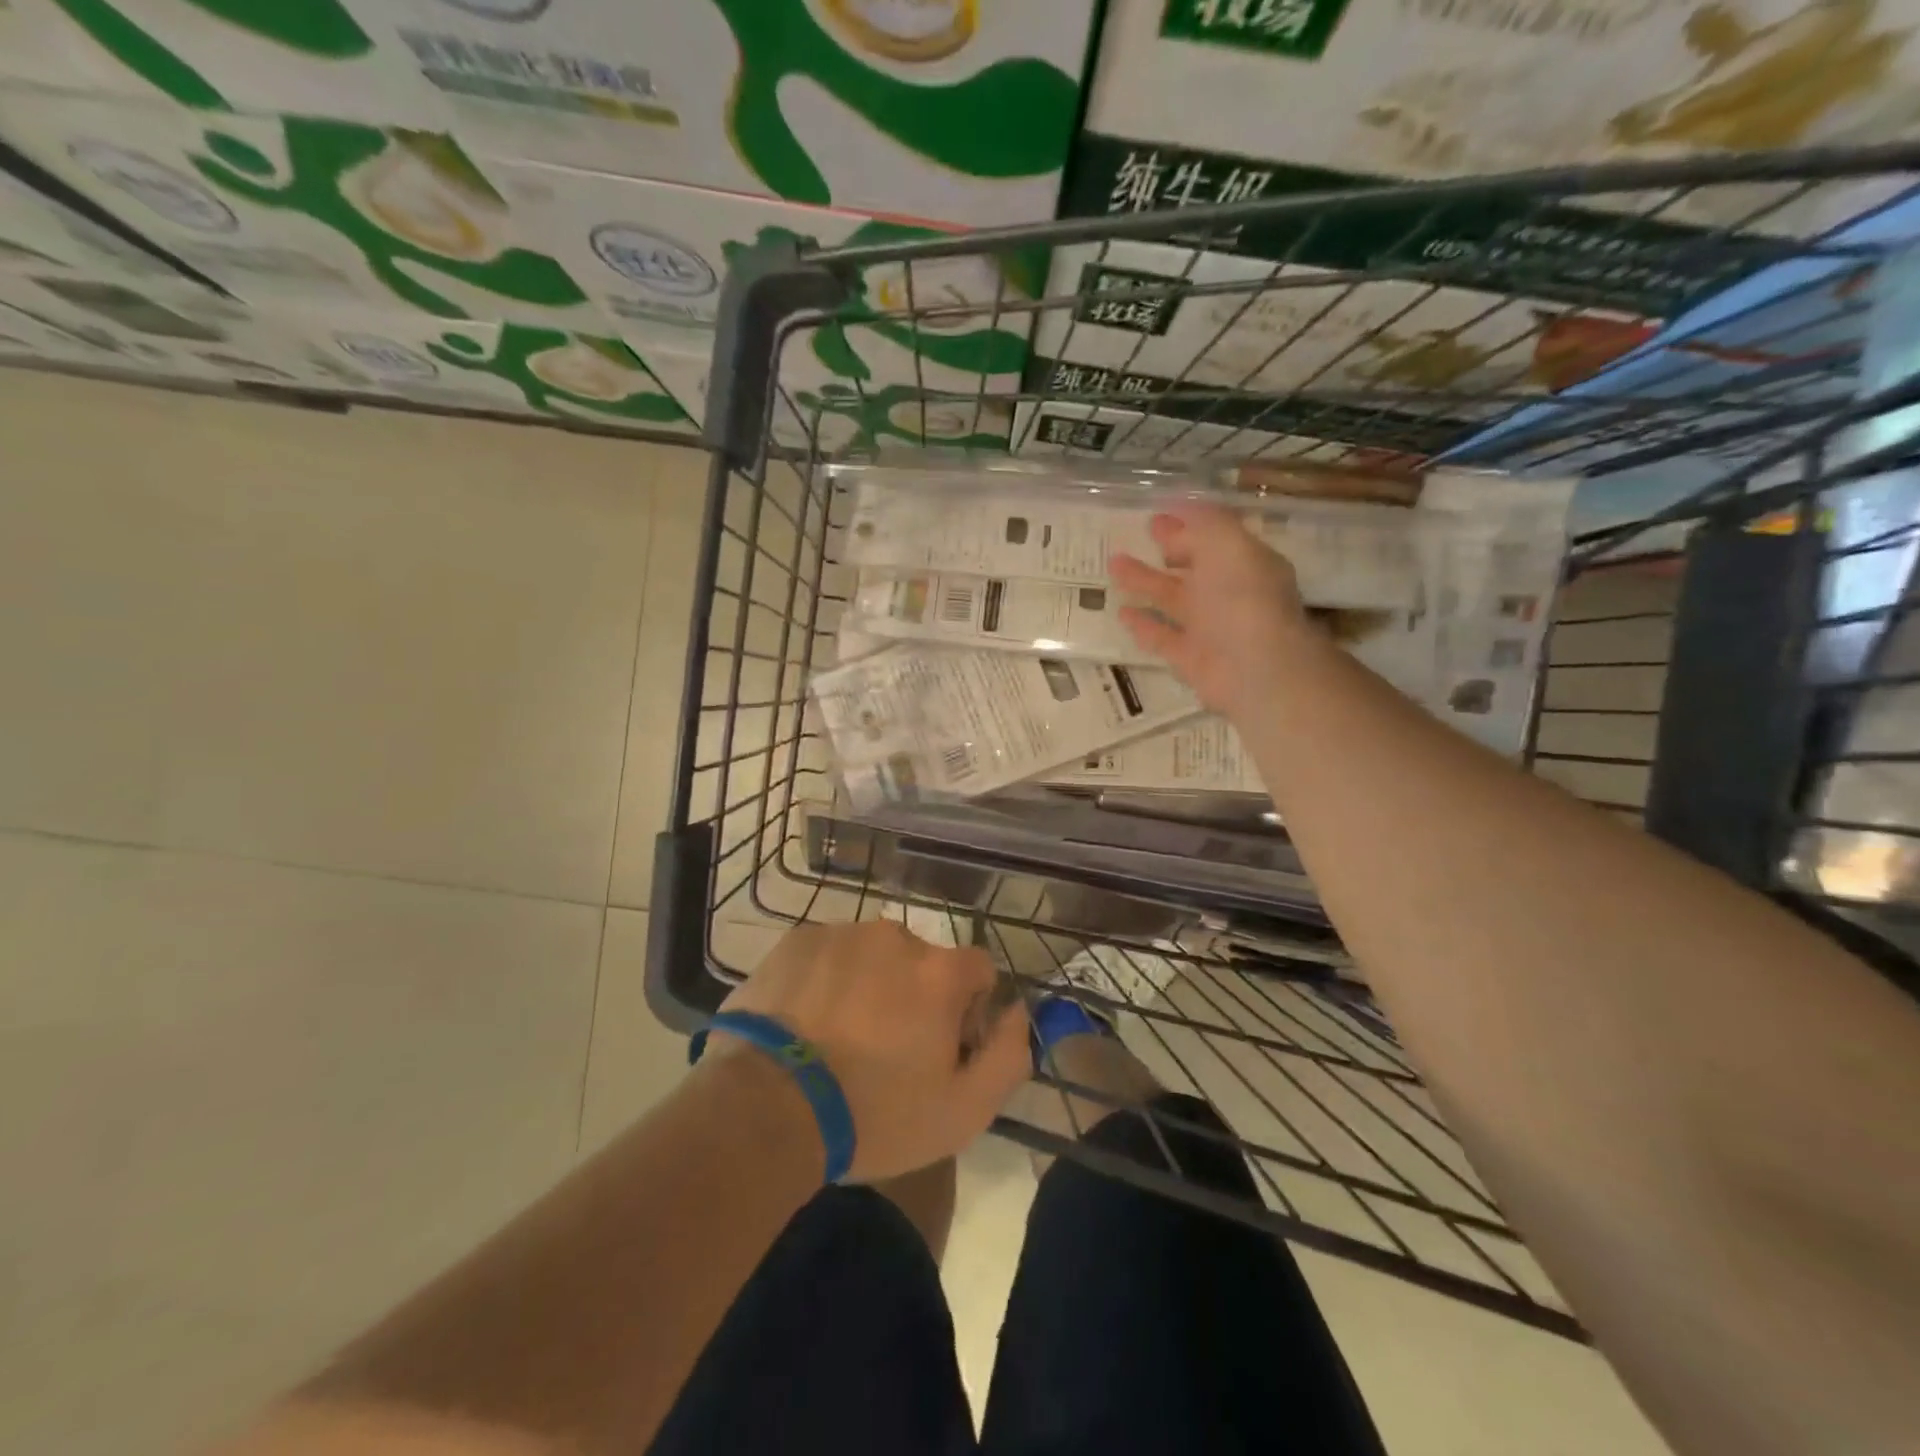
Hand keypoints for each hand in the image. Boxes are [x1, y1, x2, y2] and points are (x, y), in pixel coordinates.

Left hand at [709, 921, 1029, 1181]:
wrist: (767, 1107)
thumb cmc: (874, 1114)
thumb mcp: (963, 1111)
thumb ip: (1008, 1054)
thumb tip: (1016, 1012)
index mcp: (939, 971)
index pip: (978, 970)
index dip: (969, 1009)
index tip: (943, 1047)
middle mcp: (895, 937)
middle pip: (922, 962)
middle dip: (915, 996)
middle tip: (885, 1049)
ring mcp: (841, 934)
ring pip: (872, 956)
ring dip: (869, 985)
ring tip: (838, 1038)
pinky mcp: (797, 941)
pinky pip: (828, 955)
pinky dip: (827, 980)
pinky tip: (806, 1023)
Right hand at [1111, 503, 1322, 719]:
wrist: (1255, 668)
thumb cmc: (1243, 598)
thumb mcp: (1228, 544)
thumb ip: (1205, 522)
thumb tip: (1182, 504)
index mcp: (1244, 563)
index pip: (1216, 537)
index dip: (1190, 522)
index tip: (1161, 511)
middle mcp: (1229, 594)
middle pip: (1194, 566)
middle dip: (1171, 547)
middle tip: (1145, 530)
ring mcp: (1209, 628)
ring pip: (1172, 599)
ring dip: (1145, 582)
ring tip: (1114, 564)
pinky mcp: (1190, 658)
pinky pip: (1162, 637)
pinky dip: (1143, 624)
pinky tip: (1121, 612)